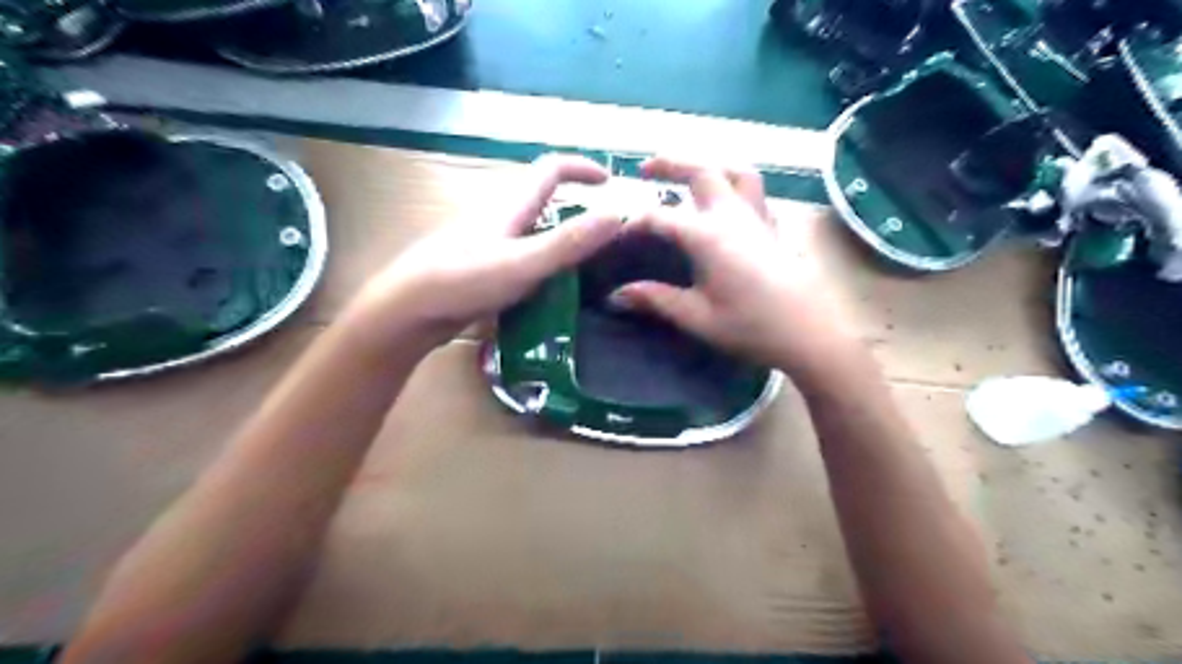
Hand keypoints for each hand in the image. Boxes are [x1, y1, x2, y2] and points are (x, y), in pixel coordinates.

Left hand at [354, 152, 622, 345]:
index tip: (611, 183)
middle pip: (544, 201)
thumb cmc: (463, 281)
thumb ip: (568, 241)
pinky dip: (544, 266)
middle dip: (577, 210)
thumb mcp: (523, 263)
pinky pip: (523, 258)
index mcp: (510, 207)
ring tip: (589, 270)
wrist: (407, 311)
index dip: (582, 167)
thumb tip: (618, 214)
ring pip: (533, 233)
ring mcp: (488, 244)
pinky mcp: (482, 268)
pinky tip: (553, 293)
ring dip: (562, 241)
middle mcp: (500, 218)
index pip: (550, 169)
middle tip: (606, 238)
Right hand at [615, 156, 853, 378]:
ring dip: (710, 165)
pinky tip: (729, 204)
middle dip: (669, 163)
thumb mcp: (697, 317)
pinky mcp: (774, 228)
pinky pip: (755, 193)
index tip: (617, 235)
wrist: (808, 334)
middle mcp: (732, 215)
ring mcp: (757, 218)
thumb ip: (656, 299)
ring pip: (736, 172)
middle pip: (701, 171)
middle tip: (644, 169)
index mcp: (707, 236)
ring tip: (691, 173)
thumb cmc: (750, 327)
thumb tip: (616, 295)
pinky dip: (736, 186)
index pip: (660, 218)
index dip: (634, 223)